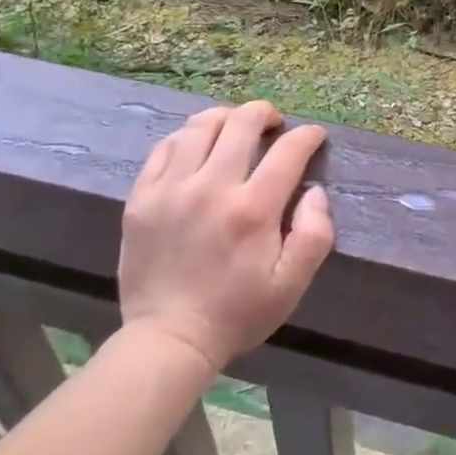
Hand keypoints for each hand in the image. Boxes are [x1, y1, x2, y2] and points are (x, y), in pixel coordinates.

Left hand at [119, 101, 334, 372]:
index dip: (307, 136)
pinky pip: (164, 147)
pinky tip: (197, 149)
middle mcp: (211, 187)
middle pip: (241, 122)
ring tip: (235, 130)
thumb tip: (314, 191)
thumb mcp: (291, 285)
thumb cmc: (236, 313)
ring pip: (200, 125)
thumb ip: (314, 234)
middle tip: (274, 125)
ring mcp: (170, 188)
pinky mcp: (141, 197)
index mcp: (252, 210)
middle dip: (265, 114)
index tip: (314, 136)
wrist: (167, 340)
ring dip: (225, 118)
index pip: (288, 150)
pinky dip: (186, 138)